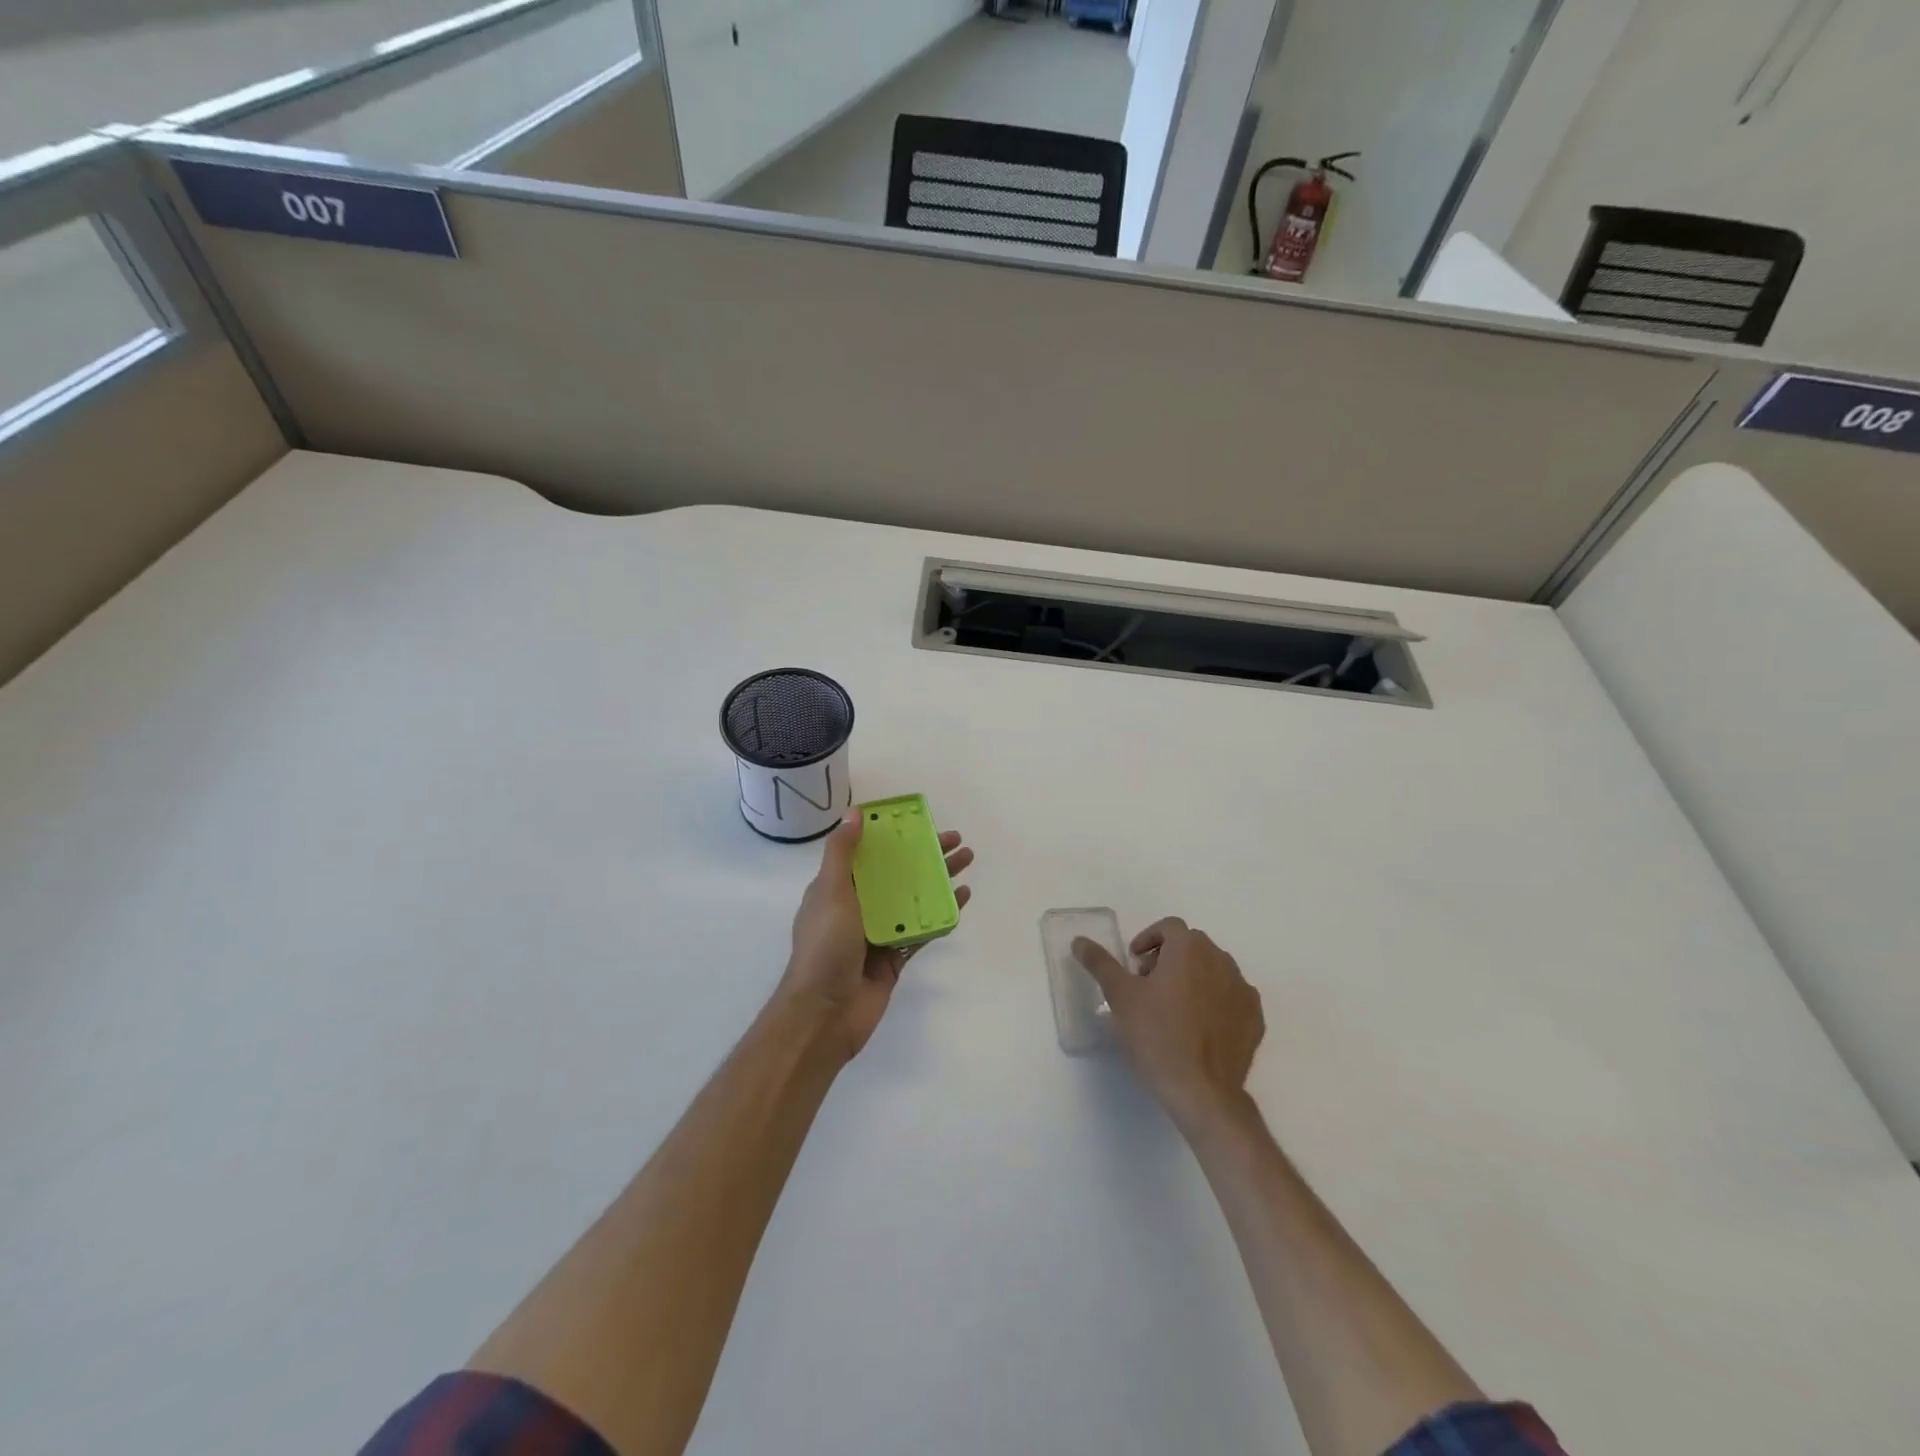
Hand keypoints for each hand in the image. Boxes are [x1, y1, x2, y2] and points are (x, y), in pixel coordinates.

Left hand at [780, 811, 973, 1061]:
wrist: (825, 1013)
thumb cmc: (825, 947)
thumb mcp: (831, 891)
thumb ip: (843, 853)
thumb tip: (855, 813)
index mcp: (836, 889)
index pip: (868, 854)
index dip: (893, 836)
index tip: (920, 822)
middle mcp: (857, 907)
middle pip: (896, 873)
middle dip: (925, 855)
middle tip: (956, 841)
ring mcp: (877, 933)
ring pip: (913, 899)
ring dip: (938, 880)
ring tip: (967, 862)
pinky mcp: (894, 958)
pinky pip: (921, 930)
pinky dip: (941, 914)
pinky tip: (962, 899)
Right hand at [1073, 917, 1263, 1132]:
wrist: (1202, 1091)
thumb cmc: (1156, 1036)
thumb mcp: (1120, 996)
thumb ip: (1100, 963)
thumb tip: (1079, 941)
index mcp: (1189, 948)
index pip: (1169, 927)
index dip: (1148, 939)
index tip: (1134, 963)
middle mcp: (1221, 960)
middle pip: (1192, 946)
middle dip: (1168, 957)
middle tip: (1148, 985)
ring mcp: (1242, 989)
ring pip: (1213, 969)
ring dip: (1193, 977)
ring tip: (1173, 1007)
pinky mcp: (1255, 1018)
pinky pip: (1232, 996)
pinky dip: (1215, 1001)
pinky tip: (1198, 1027)